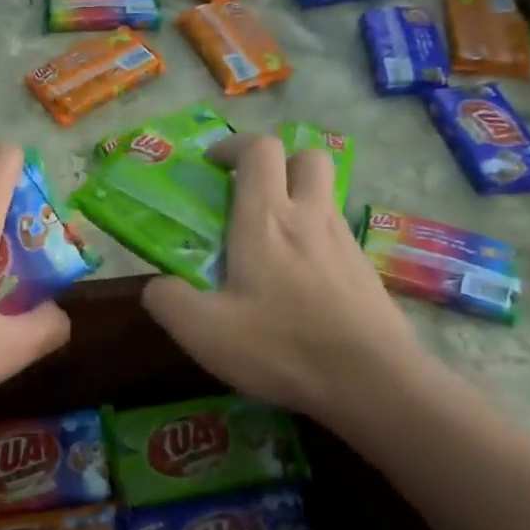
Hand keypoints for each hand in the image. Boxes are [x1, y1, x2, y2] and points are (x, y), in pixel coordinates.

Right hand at [141, 135, 424, 422]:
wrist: (373, 382)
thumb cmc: (282, 347)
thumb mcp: (204, 331)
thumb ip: (168, 300)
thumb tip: (157, 286)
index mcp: (267, 219)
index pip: (259, 149)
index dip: (233, 146)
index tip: (211, 167)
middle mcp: (310, 217)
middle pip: (306, 156)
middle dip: (277, 162)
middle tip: (250, 194)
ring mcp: (345, 242)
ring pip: (324, 196)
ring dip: (297, 201)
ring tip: (269, 245)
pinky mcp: (365, 271)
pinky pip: (337, 235)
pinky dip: (315, 240)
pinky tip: (299, 283)